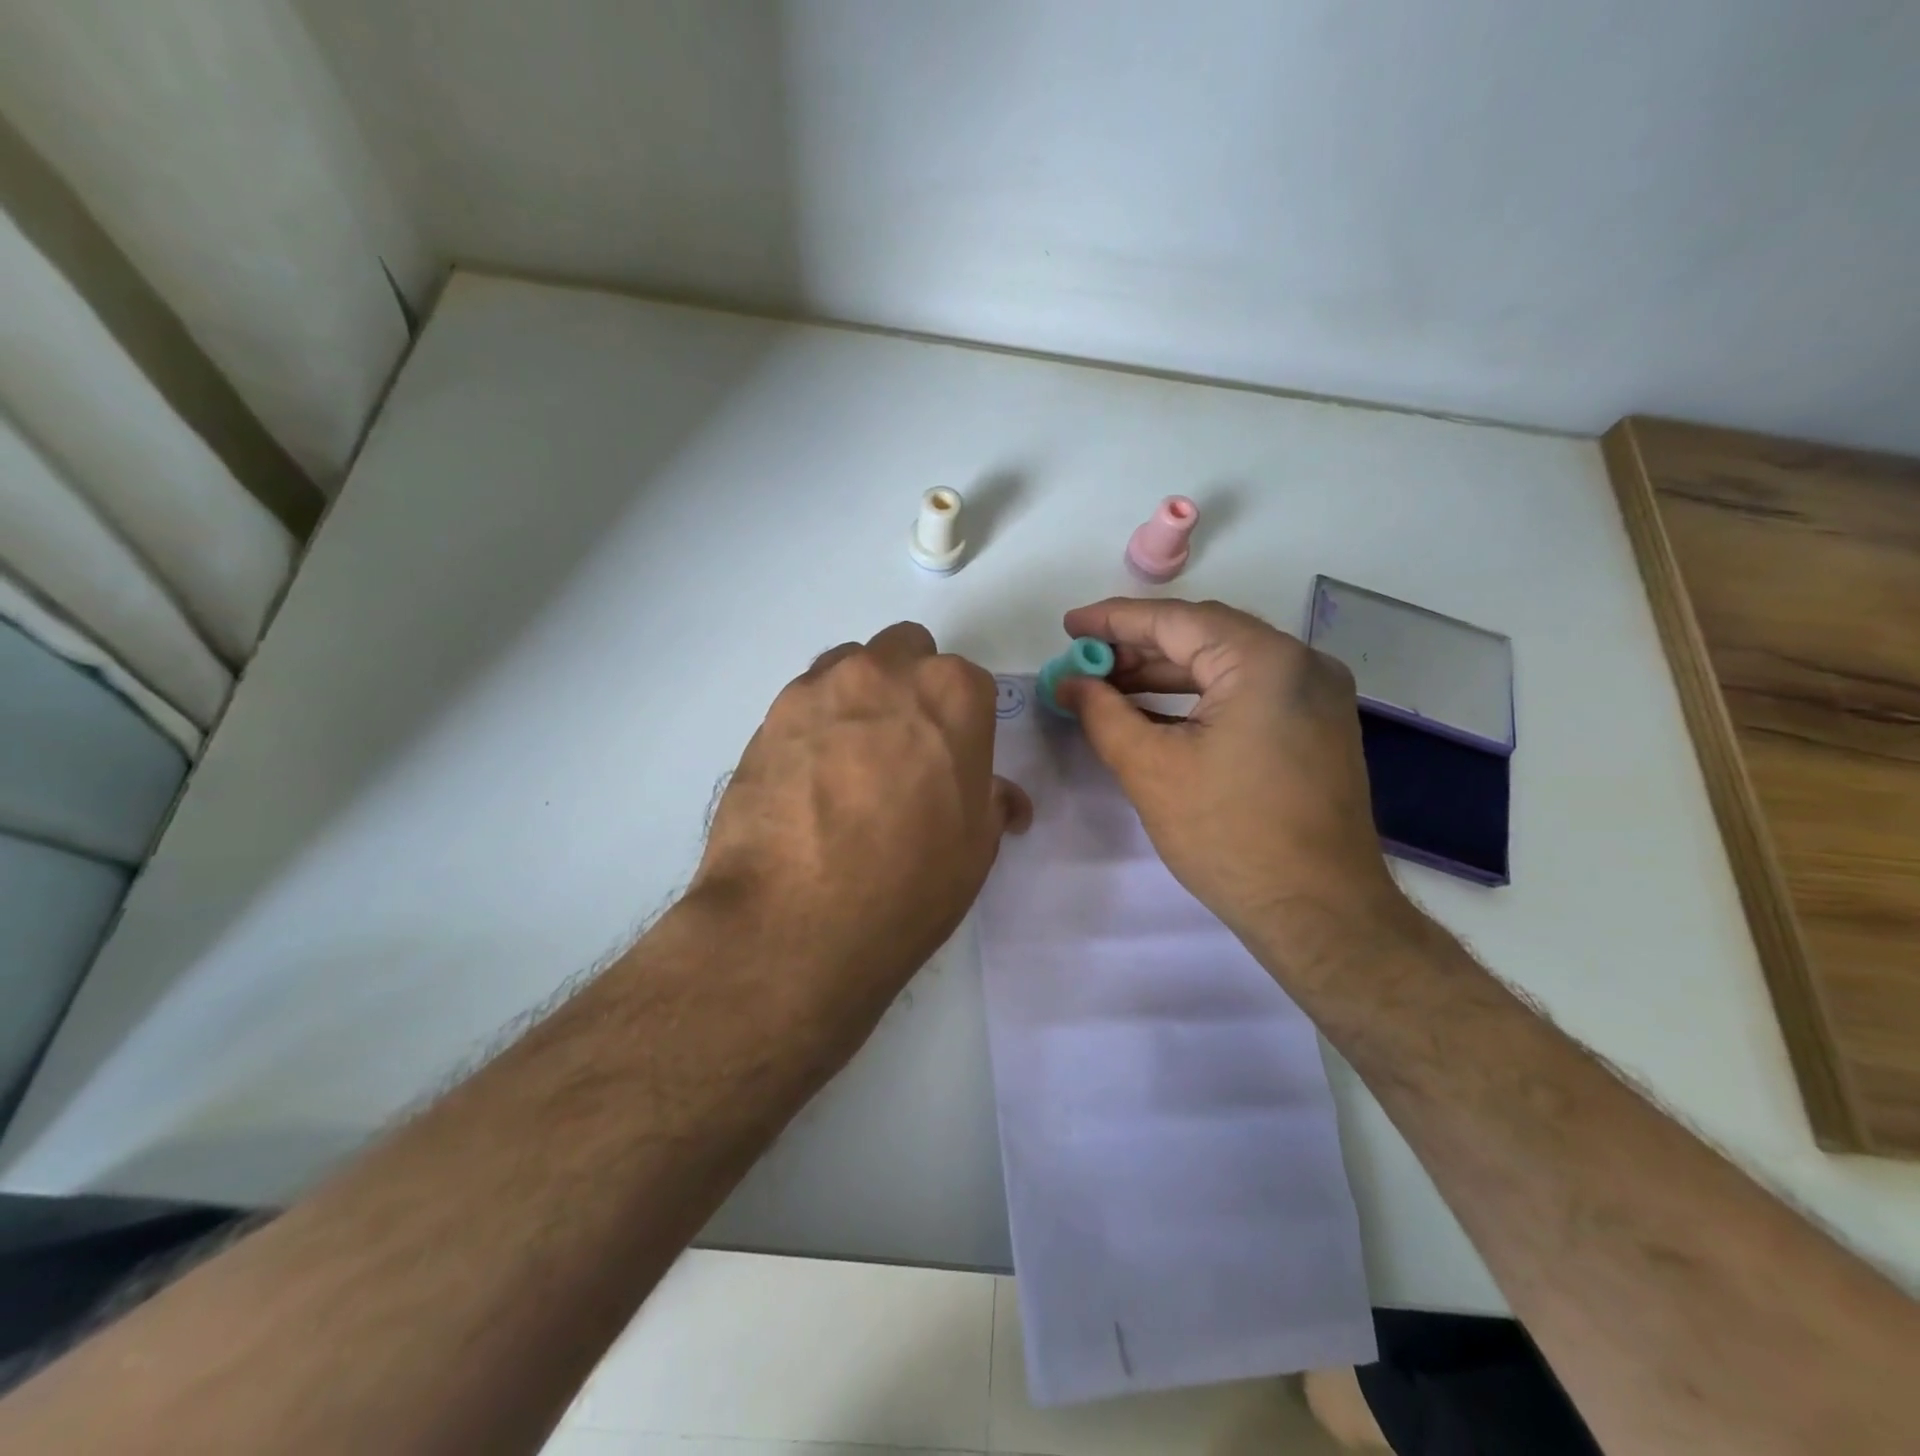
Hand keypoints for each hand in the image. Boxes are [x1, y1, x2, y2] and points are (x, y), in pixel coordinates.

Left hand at [691, 622, 1030, 1028]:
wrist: (794, 921)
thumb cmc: (908, 884)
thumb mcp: (975, 849)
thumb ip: (991, 802)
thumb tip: (1003, 798)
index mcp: (951, 695)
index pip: (968, 683)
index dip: (962, 723)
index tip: (950, 761)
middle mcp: (885, 673)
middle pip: (906, 652)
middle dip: (910, 687)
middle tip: (902, 749)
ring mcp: (820, 688)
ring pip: (851, 666)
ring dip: (860, 696)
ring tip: (849, 760)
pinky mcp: (769, 716)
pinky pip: (805, 700)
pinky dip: (815, 723)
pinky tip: (808, 777)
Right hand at [1055, 598, 1409, 972]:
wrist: (1318, 912)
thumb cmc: (1229, 835)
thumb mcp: (1150, 768)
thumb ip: (1102, 713)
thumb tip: (1070, 683)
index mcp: (1264, 661)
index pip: (1175, 620)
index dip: (1113, 621)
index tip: (1069, 627)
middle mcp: (1300, 663)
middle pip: (1203, 636)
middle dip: (1138, 648)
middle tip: (1085, 663)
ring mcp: (1317, 695)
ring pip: (1226, 664)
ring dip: (1165, 674)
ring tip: (1110, 688)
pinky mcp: (1317, 726)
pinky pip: (1247, 692)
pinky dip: (1199, 697)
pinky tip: (1156, 713)